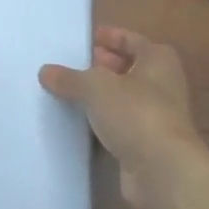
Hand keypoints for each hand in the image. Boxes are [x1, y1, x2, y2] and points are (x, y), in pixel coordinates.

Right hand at [40, 26, 208, 206]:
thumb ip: (70, 78)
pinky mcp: (148, 145)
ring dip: (105, 96)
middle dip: (107, 66)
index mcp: (158, 60)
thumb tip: (45, 72)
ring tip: (74, 92)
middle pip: (132, 69)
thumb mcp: (95, 87)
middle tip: (79, 65)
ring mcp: (158, 117)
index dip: (113, 37)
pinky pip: (123, 125)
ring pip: (127, 99)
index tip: (91, 38)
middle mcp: (164, 85)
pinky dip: (106, 122)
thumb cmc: (135, 113)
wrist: (163, 171)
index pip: (134, 40)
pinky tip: (83, 123)